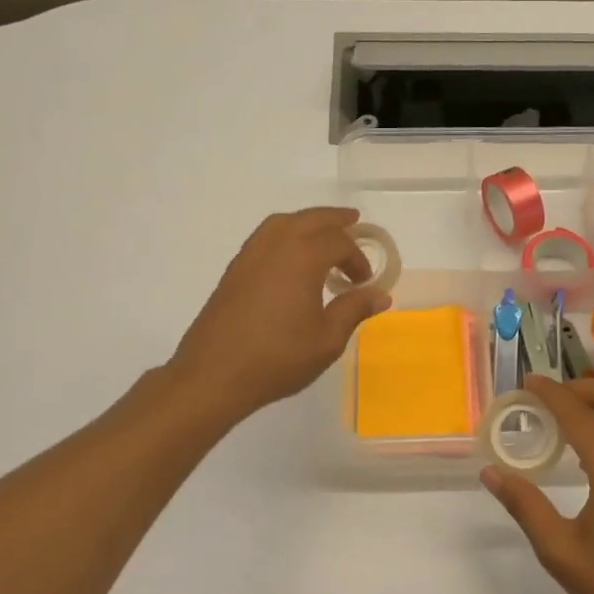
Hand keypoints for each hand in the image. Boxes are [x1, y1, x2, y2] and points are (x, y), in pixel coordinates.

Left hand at [169, 208, 391, 418]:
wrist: (214, 374)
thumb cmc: (278, 357)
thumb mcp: (327, 339)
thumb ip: (354, 310)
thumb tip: (380, 295)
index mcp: (302, 257)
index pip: (338, 242)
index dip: (357, 258)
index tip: (364, 283)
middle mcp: (275, 246)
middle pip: (310, 219)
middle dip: (334, 219)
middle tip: (353, 221)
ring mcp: (249, 256)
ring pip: (282, 223)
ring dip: (306, 222)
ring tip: (321, 234)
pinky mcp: (234, 271)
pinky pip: (264, 237)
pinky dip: (284, 235)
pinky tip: (290, 258)